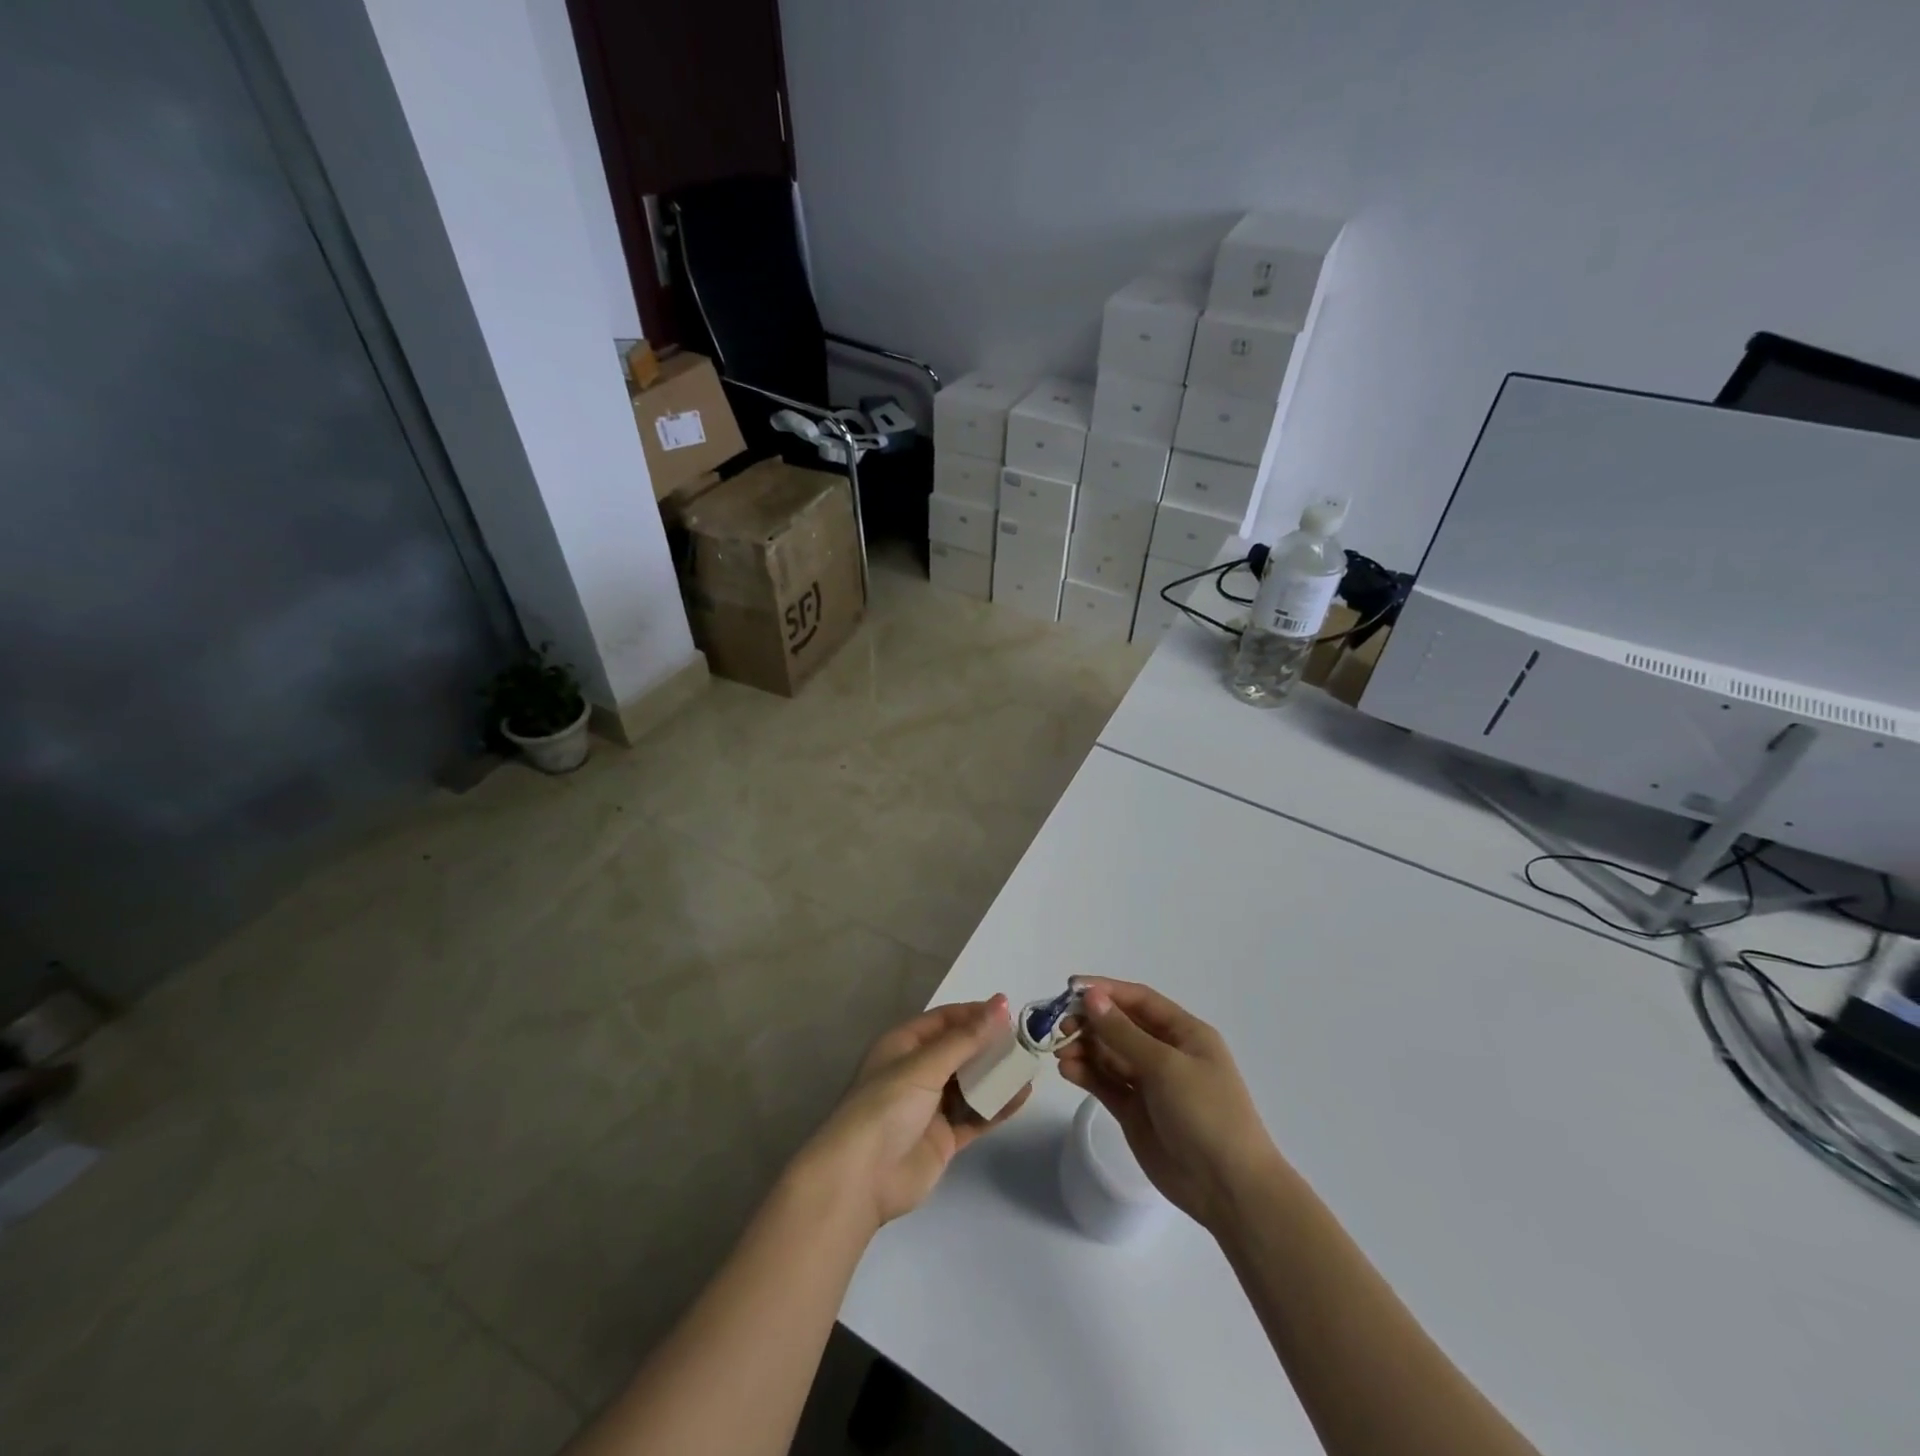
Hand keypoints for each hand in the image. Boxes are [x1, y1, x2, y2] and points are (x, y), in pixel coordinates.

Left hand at [798, 996, 1029, 1229]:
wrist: (861, 1178)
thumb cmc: (886, 1106)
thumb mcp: (925, 1066)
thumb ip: (966, 1039)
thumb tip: (1001, 1004)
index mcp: (903, 1045)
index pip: (944, 1020)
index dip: (975, 1014)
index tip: (1010, 1011)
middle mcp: (917, 1071)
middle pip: (960, 1051)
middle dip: (990, 1044)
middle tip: (1026, 1039)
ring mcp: (931, 1106)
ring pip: (971, 1083)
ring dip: (997, 1075)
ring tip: (1030, 1065)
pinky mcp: (944, 1138)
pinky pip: (976, 1115)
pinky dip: (997, 1106)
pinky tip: (1021, 1095)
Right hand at [1056, 979, 1280, 1232]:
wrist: (1228, 1188)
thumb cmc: (1206, 1113)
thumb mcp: (1166, 1066)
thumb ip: (1123, 1033)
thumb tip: (1091, 997)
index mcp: (1184, 1034)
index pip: (1139, 1000)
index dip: (1106, 991)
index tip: (1071, 988)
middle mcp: (1166, 1053)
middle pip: (1121, 1026)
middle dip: (1090, 1022)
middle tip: (1061, 1027)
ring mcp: (1150, 1084)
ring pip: (1109, 1055)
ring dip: (1084, 1048)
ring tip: (1060, 1052)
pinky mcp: (1135, 1112)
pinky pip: (1106, 1083)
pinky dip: (1086, 1074)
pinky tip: (1067, 1069)